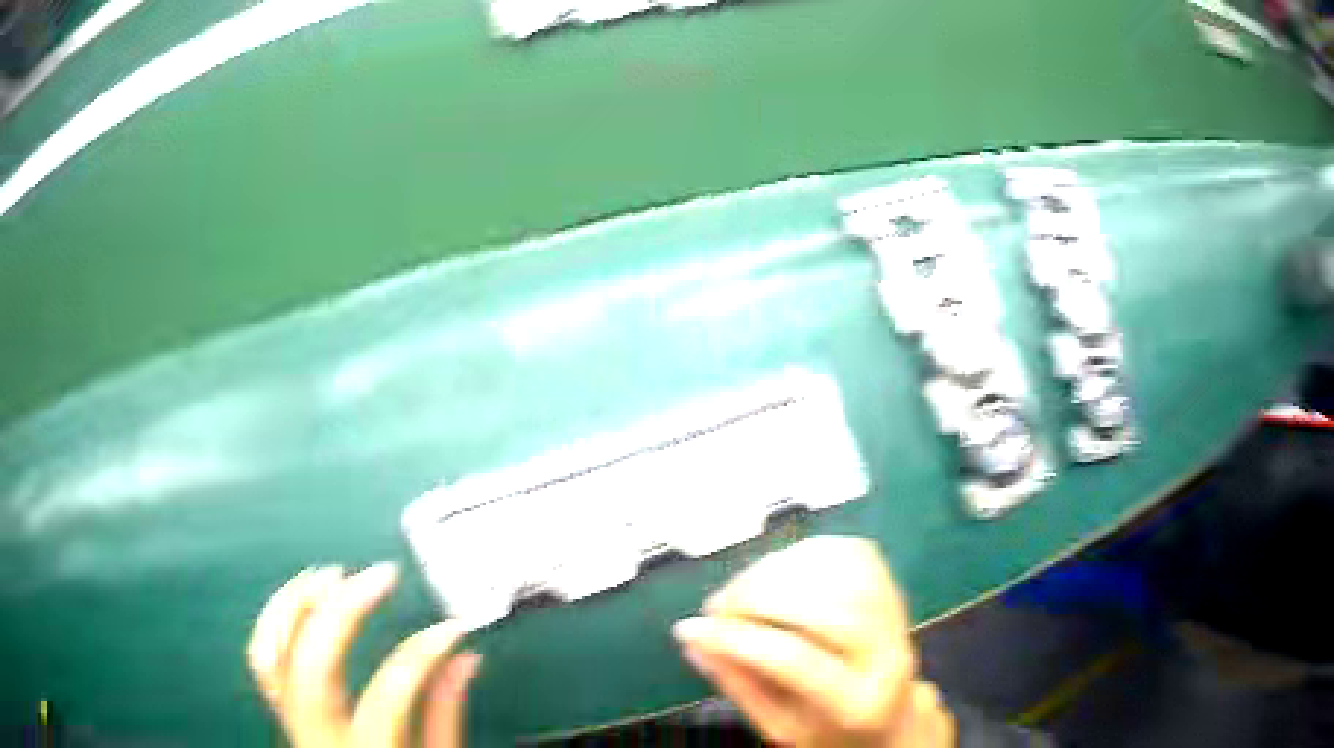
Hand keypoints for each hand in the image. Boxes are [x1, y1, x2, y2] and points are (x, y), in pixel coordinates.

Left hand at [246, 563, 480, 747]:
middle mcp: (319, 736)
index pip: (390, 694)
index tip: (452, 629)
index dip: (423, 653)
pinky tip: (299, 598)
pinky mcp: (282, 712)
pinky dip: (276, 621)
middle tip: (379, 576)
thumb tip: (462, 658)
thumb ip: (445, 716)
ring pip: (273, 653)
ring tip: (330, 574)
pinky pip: (264, 660)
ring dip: (297, 604)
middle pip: (315, 663)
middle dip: (344, 609)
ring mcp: (292, 722)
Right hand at [673, 536, 953, 747]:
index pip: (797, 661)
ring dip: (777, 571)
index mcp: (858, 705)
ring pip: (840, 571)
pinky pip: (847, 552)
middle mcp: (891, 653)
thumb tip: (693, 639)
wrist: (890, 715)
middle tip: (716, 607)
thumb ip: (738, 684)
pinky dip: (803, 554)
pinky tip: (776, 574)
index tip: (690, 629)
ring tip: (740, 591)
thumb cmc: (828, 730)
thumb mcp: (778, 727)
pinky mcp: (892, 583)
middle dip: (758, 598)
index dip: (738, 639)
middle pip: (826, 608)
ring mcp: (898, 614)